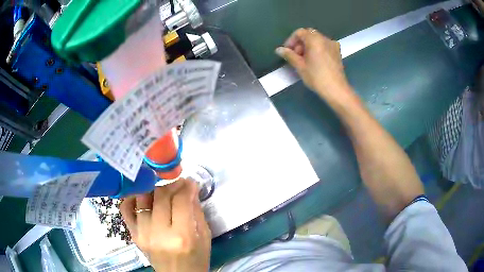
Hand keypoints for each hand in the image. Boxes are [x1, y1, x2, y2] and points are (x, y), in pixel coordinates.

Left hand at [120, 178, 210, 271]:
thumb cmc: (196, 260)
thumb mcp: (204, 237)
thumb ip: (197, 212)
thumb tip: (191, 189)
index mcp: (182, 236)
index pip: (180, 201)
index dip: (186, 187)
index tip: (190, 182)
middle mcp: (159, 233)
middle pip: (161, 197)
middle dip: (172, 185)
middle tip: (179, 183)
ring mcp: (142, 233)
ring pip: (143, 198)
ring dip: (155, 189)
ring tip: (164, 189)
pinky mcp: (134, 235)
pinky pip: (126, 210)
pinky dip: (132, 198)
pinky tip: (142, 195)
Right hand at [276, 28, 350, 99]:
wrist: (336, 90)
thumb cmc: (316, 77)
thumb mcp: (300, 66)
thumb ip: (289, 55)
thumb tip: (278, 49)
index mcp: (315, 39)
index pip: (299, 32)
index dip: (291, 40)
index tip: (287, 51)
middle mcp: (325, 38)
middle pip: (309, 34)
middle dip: (300, 43)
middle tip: (295, 56)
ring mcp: (333, 45)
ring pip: (317, 40)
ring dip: (308, 46)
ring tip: (305, 60)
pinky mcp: (337, 52)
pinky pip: (324, 45)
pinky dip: (317, 49)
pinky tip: (315, 61)